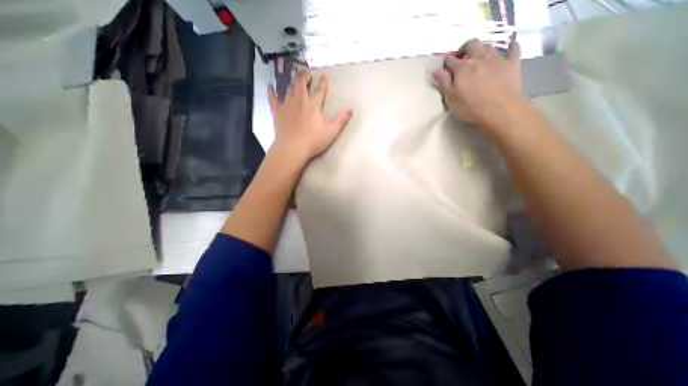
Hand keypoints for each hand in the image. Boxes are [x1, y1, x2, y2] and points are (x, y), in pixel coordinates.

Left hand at [268, 71, 353, 163]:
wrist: (293, 148)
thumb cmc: (313, 141)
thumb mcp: (331, 132)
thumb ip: (341, 120)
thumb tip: (351, 109)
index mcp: (313, 105)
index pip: (319, 90)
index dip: (323, 83)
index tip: (324, 76)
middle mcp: (300, 101)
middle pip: (301, 84)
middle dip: (304, 76)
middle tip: (306, 72)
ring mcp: (287, 105)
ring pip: (288, 89)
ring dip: (292, 82)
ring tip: (294, 78)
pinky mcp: (277, 112)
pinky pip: (272, 99)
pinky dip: (271, 92)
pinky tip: (270, 86)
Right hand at [434, 37, 528, 132]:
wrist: (500, 110)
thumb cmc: (470, 107)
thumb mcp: (451, 98)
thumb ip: (443, 83)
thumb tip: (435, 70)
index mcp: (462, 68)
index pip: (450, 59)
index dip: (446, 61)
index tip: (444, 67)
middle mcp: (479, 58)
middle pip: (471, 44)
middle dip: (464, 48)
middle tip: (462, 58)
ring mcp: (497, 59)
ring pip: (488, 46)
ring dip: (481, 49)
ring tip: (478, 58)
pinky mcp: (512, 63)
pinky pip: (513, 49)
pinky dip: (509, 47)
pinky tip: (507, 50)